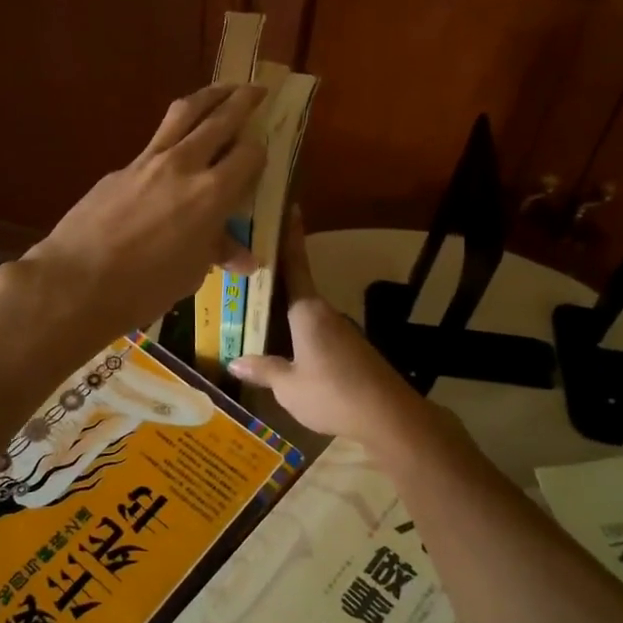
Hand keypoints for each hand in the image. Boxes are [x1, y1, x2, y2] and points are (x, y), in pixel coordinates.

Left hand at [16, 85, 265, 339]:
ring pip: (184, 113)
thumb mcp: (191, 272)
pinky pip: (157, 139)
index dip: (261, 151)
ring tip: (223, 89)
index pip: (249, 155)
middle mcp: (185, 164)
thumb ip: (217, 252)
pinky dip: (175, 131)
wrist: (77, 281)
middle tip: (258, 89)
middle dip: (243, 100)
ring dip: (208, 96)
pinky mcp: (122, 167)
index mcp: (212, 193)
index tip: (265, 150)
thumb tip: (245, 258)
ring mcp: (149, 160)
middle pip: (220, 118)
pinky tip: (177, 142)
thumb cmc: (144, 287)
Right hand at [227, 211, 424, 444]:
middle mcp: (324, 313)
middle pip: (295, 288)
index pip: (294, 264)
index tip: (287, 206)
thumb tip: (235, 361)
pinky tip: (282, 344)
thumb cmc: (331, 393)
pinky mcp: (350, 350)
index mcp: (307, 311)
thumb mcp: (288, 386)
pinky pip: (315, 331)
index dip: (289, 236)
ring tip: (253, 309)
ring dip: (283, 309)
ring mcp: (340, 331)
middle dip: (273, 277)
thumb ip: (263, 370)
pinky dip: (296, 330)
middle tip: (245, 265)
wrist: (388, 416)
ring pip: (304, 313)